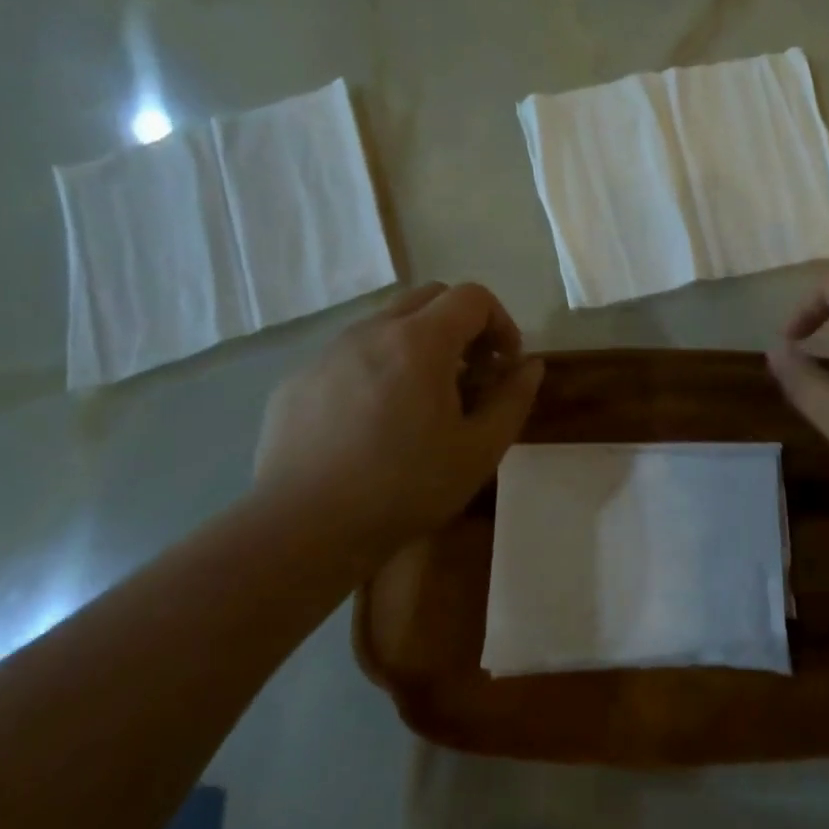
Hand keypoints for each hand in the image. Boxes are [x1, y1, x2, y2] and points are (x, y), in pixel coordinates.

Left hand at [253, 283, 544, 561]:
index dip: (500, 322)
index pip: (472, 297)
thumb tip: (530, 366)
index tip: (504, 364)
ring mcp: (329, 352)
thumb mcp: (479, 451)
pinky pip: (350, 354)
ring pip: (387, 322)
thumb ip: (513, 400)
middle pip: (429, 297)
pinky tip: (372, 422)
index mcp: (420, 341)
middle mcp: (372, 331)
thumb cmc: (403, 489)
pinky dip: (377, 367)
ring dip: (418, 344)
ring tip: (422, 399)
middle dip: (461, 325)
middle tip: (469, 373)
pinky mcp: (299, 379)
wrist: (301, 531)